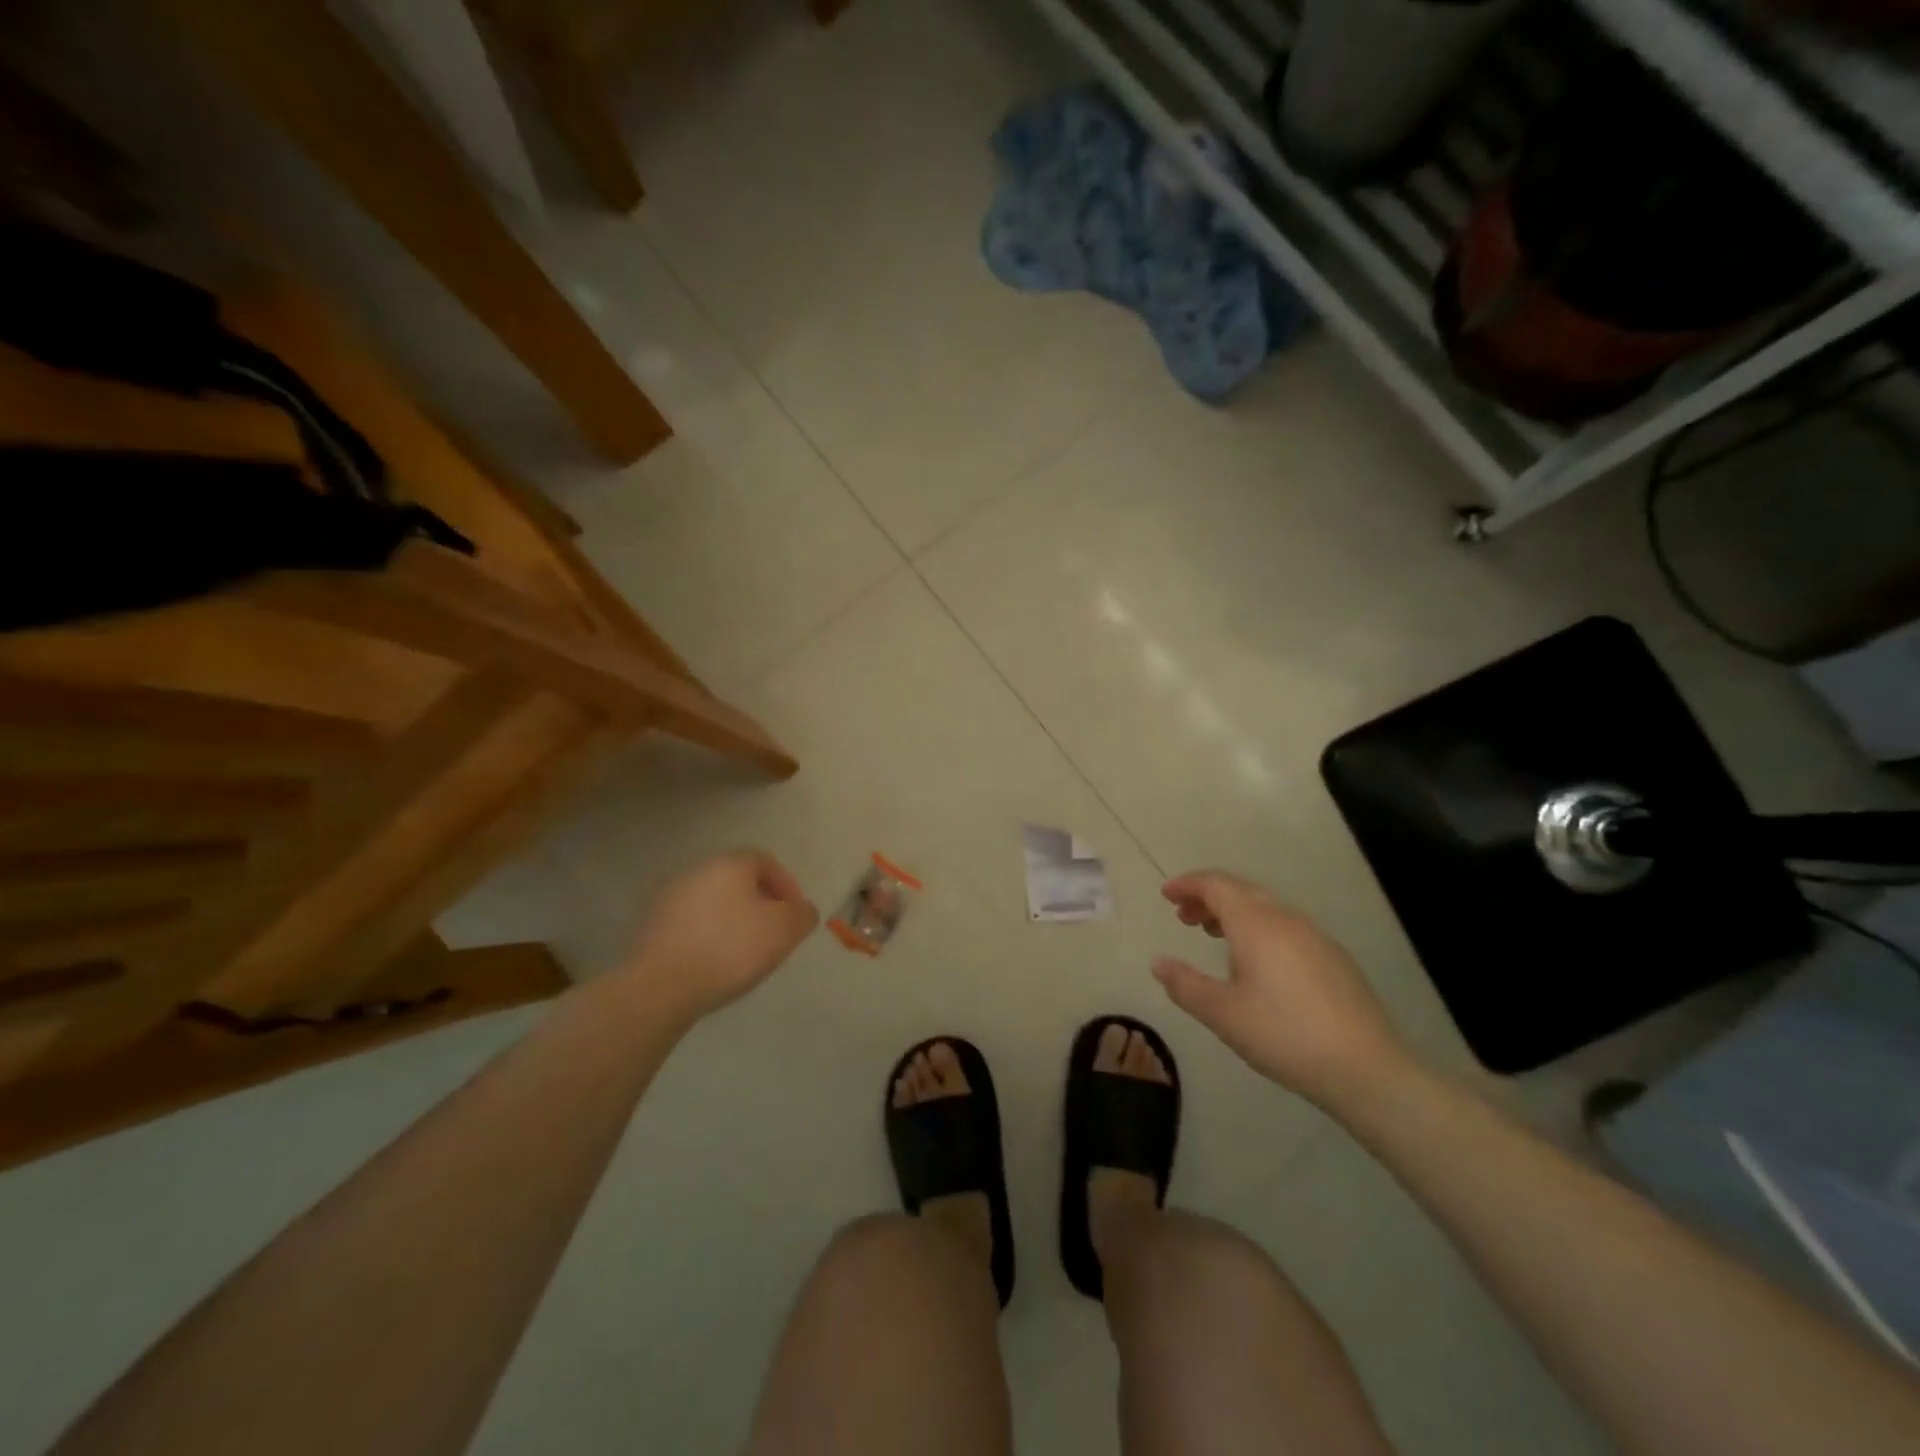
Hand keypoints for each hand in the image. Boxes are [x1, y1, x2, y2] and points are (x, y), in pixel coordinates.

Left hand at [621, 851, 818, 1018]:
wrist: (660, 987)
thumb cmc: (730, 949)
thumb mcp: (784, 931)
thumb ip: (802, 914)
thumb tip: (800, 910)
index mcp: (729, 864)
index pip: (765, 860)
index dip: (786, 885)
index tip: (794, 915)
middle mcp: (696, 871)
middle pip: (736, 880)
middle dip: (758, 902)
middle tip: (771, 933)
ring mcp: (668, 898)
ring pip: (712, 901)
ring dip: (731, 919)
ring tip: (742, 952)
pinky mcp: (649, 926)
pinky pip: (690, 923)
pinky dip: (706, 935)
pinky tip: (712, 962)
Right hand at [1152, 869, 1414, 1110]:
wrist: (1365, 1068)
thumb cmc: (1283, 1035)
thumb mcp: (1222, 1013)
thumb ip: (1185, 984)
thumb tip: (1158, 963)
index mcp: (1255, 924)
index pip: (1216, 885)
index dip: (1188, 884)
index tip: (1166, 895)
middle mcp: (1286, 918)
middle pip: (1241, 890)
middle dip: (1208, 896)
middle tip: (1183, 916)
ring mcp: (1315, 936)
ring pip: (1265, 907)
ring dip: (1234, 912)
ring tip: (1213, 934)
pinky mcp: (1333, 957)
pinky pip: (1285, 925)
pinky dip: (1259, 927)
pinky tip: (1256, 961)